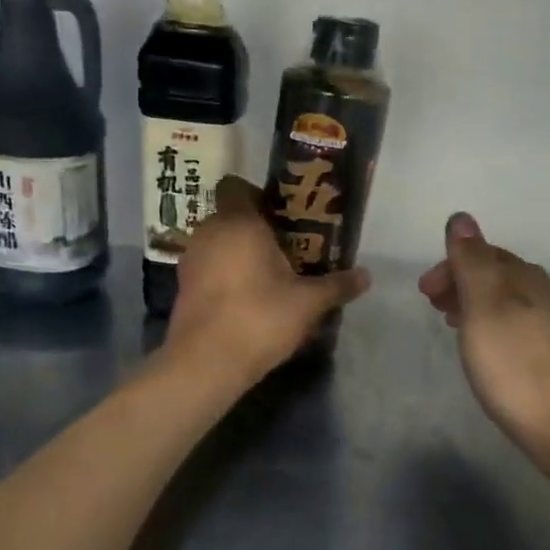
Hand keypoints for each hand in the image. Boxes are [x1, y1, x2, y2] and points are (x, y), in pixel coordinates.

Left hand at [166, 176, 370, 384]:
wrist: (206, 362)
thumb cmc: (259, 318)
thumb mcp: (307, 303)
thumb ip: (336, 286)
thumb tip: (367, 276)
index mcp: (238, 222)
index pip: (236, 186)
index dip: (259, 196)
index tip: (283, 217)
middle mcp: (209, 232)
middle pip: (231, 217)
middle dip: (256, 229)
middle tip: (287, 250)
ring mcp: (191, 259)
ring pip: (219, 243)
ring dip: (239, 253)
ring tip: (269, 277)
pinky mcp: (183, 286)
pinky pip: (209, 267)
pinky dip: (224, 274)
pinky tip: (246, 298)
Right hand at [418, 214, 549, 470]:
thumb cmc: (517, 366)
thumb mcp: (485, 307)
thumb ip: (471, 262)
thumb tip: (461, 216)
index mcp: (525, 278)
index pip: (485, 254)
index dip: (451, 265)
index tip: (423, 292)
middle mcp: (544, 295)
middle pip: (499, 276)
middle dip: (462, 283)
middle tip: (433, 306)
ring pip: (509, 303)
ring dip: (476, 306)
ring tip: (453, 326)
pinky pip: (518, 328)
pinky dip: (493, 328)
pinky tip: (488, 352)